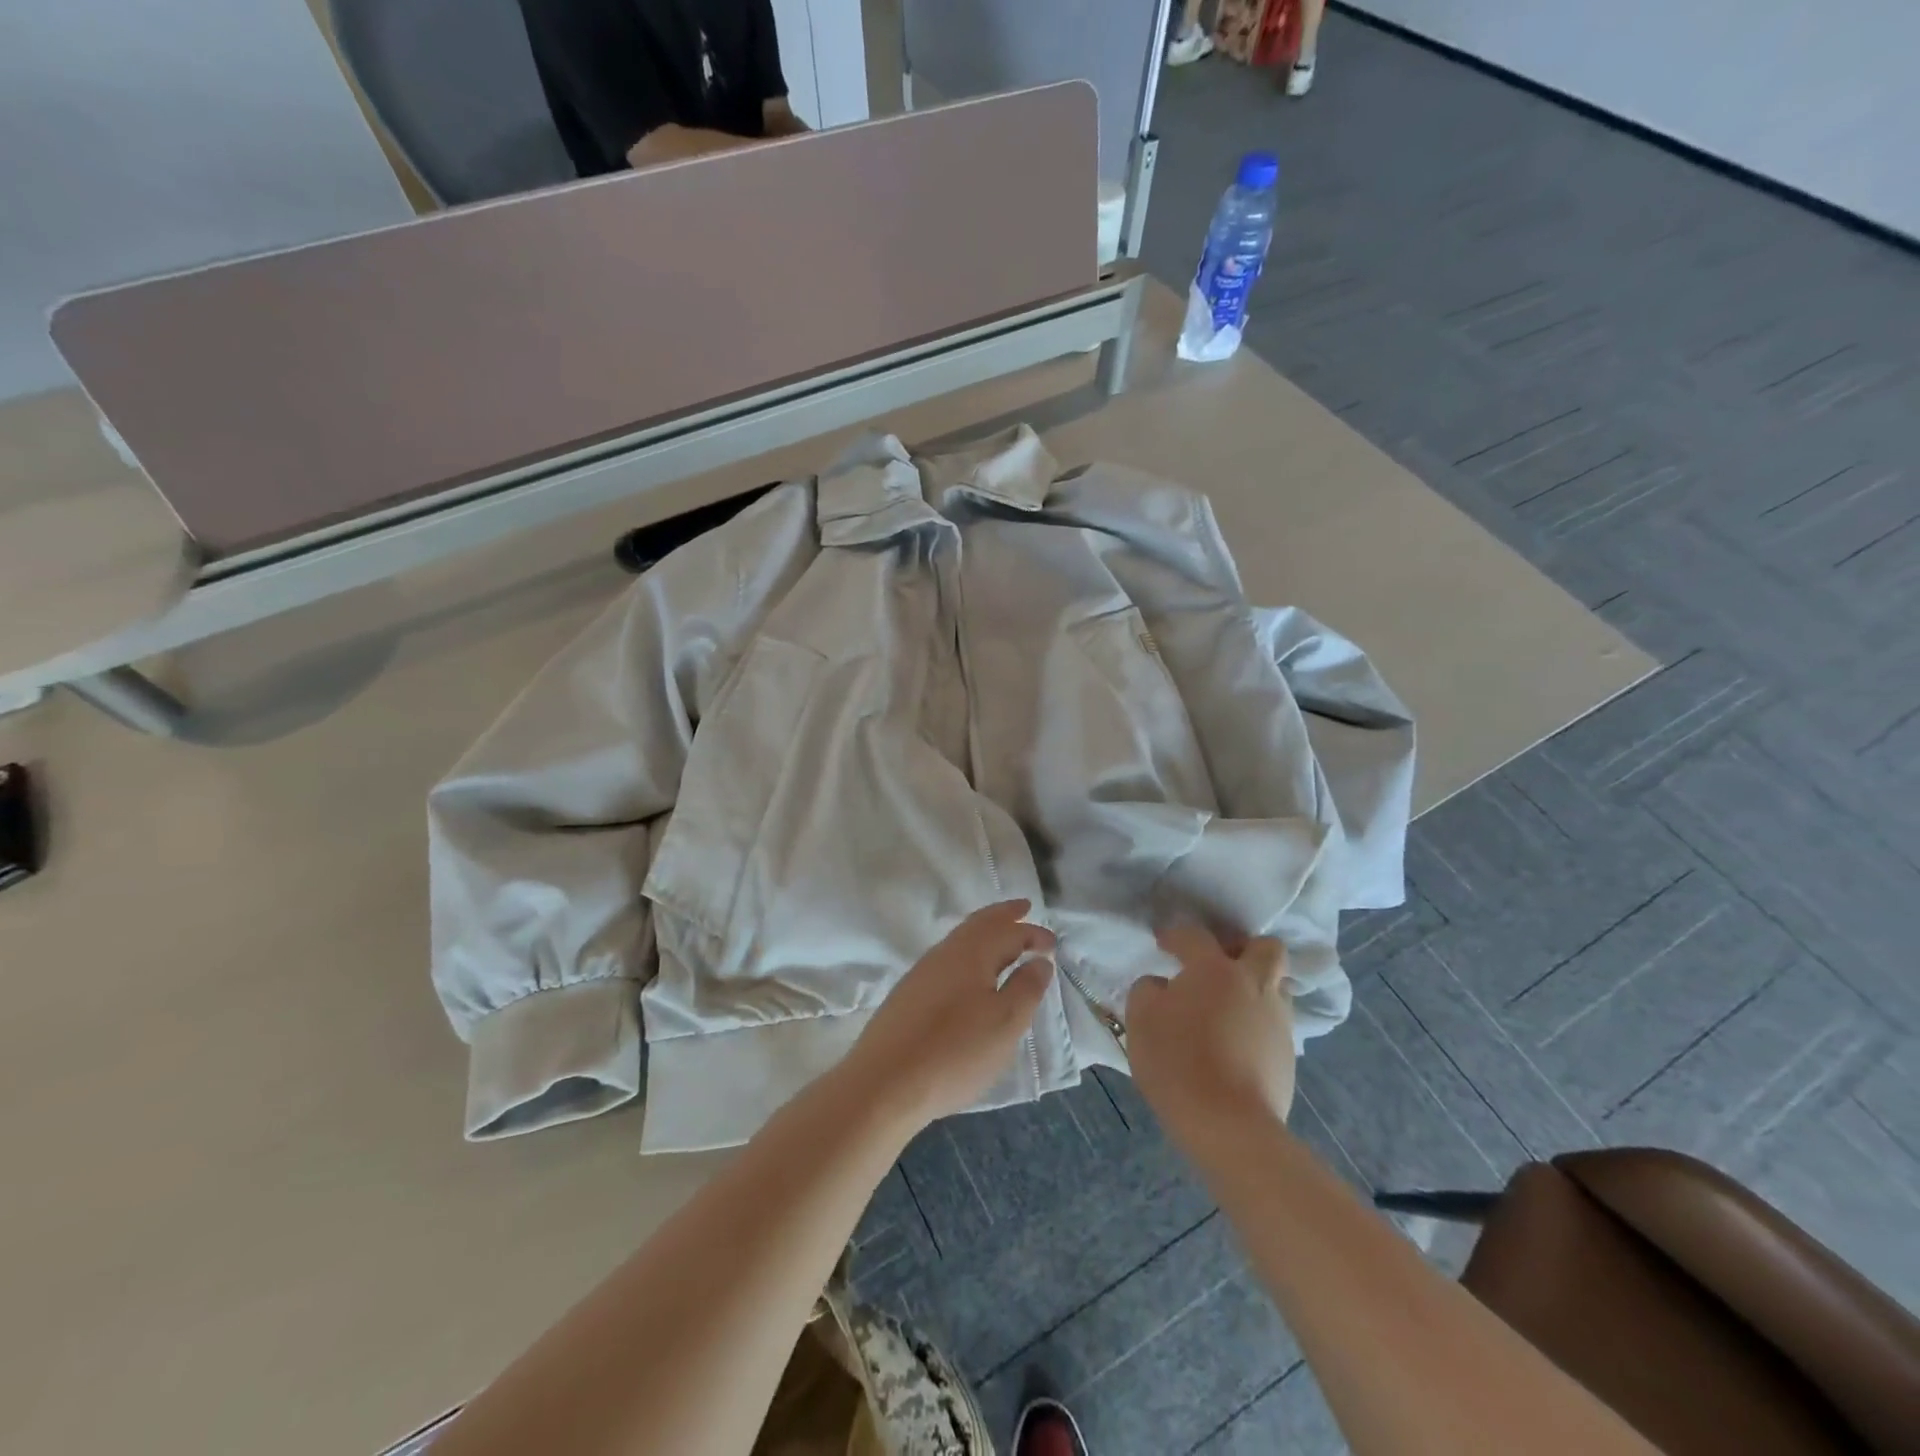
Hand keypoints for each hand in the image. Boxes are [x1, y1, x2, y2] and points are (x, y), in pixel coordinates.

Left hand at [839, 900, 1054, 1131]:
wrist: (884, 1083)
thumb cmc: (955, 1051)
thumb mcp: (1004, 1023)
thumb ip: (1026, 988)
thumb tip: (1039, 960)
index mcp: (971, 953)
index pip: (1007, 931)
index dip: (1032, 933)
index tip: (1053, 942)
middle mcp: (944, 953)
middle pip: (978, 924)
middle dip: (1003, 916)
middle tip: (1024, 908)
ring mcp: (922, 973)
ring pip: (960, 941)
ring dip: (984, 934)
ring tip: (1002, 940)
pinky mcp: (908, 995)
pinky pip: (947, 961)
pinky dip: (968, 955)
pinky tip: (970, 975)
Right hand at [1127, 927, 1295, 1152]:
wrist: (1229, 1125)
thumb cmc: (1178, 1062)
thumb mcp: (1141, 1019)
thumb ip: (1148, 990)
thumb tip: (1162, 985)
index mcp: (1215, 969)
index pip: (1195, 936)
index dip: (1176, 935)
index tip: (1163, 944)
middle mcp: (1253, 984)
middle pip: (1265, 947)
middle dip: (1243, 948)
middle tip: (1218, 964)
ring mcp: (1277, 1020)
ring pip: (1276, 986)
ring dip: (1254, 987)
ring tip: (1228, 1007)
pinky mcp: (1288, 1055)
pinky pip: (1275, 1023)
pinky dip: (1257, 1023)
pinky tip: (1235, 1042)